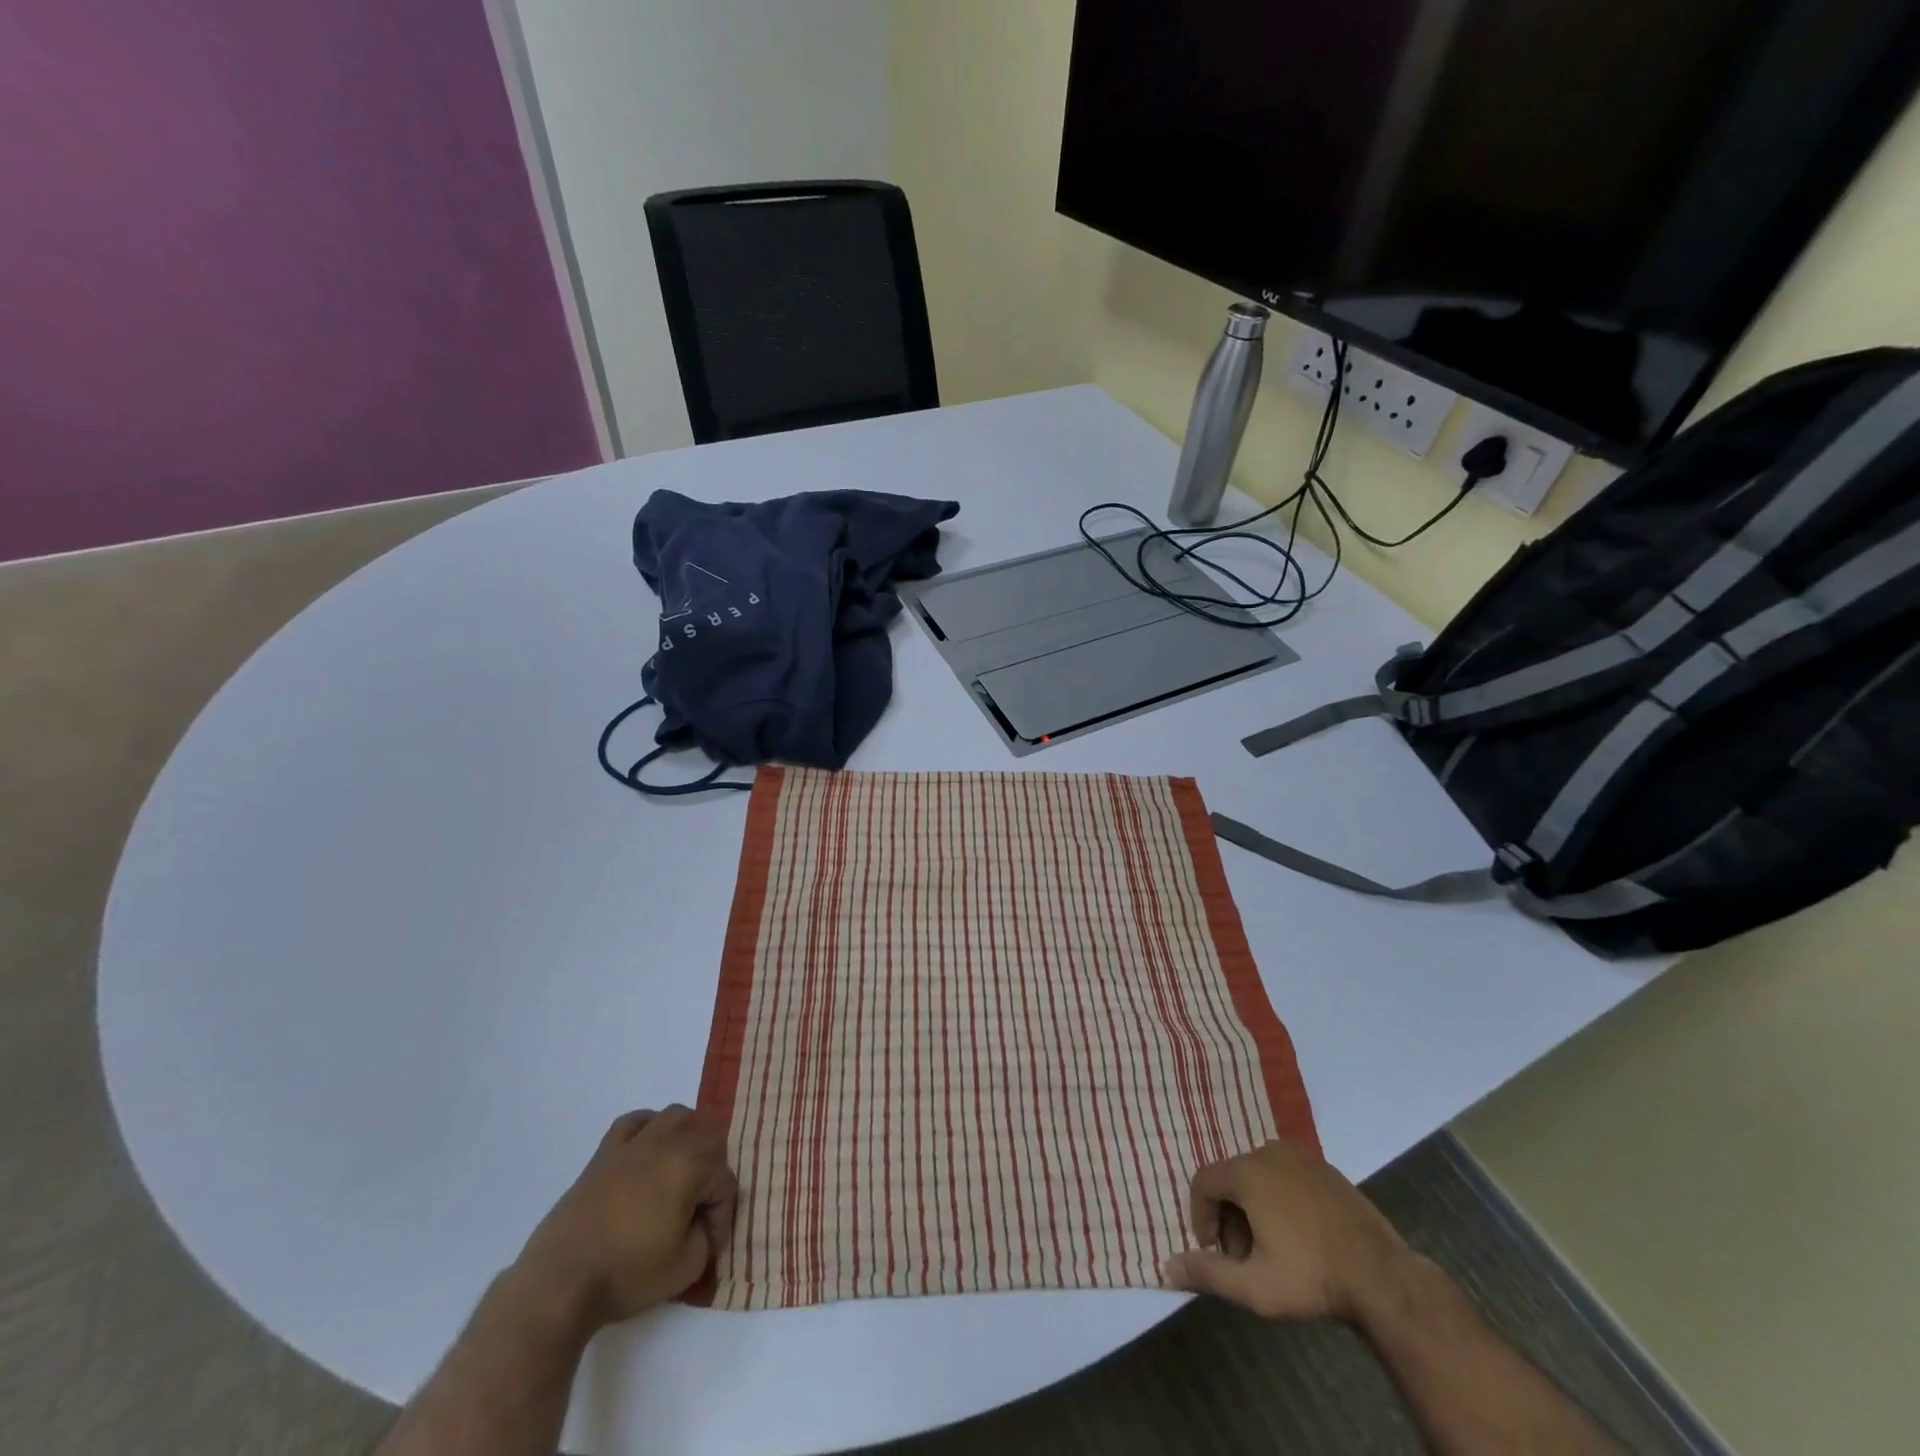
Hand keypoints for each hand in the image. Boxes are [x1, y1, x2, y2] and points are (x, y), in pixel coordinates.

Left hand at [513, 1106, 737, 1335]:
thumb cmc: (627, 1274)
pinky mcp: (605, 1153)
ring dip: (688, 1139)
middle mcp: (667, 1142)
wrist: (560, 1283)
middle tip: (701, 1208)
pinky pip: (635, 1121)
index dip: (722, 1216)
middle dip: (713, 1171)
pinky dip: (649, 1128)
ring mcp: (634, 1143)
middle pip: (709, 1136)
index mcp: (691, 1165)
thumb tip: (700, 1225)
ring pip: (676, 1116)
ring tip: (682, 1172)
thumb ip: (706, 1239)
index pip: (725, 1181)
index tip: (709, 1247)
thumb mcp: (685, 1269)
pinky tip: (648, 1151)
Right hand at [1161, 1138, 1408, 1323]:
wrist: (1382, 1275)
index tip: (1214, 1252)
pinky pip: (1286, 1175)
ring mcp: (1300, 1156)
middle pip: (1231, 1179)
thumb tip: (1165, 1267)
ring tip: (1272, 1249)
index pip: (1203, 1182)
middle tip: (1244, 1258)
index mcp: (1246, 1172)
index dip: (1201, 1217)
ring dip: (1253, 1208)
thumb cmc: (1312, 1277)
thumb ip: (1207, 1274)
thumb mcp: (1254, 1287)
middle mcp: (1268, 1152)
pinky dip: (1280, 1199)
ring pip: (1258, 1176)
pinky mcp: (1325, 1167)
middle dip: (1229, 1217)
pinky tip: (1300, 1236)